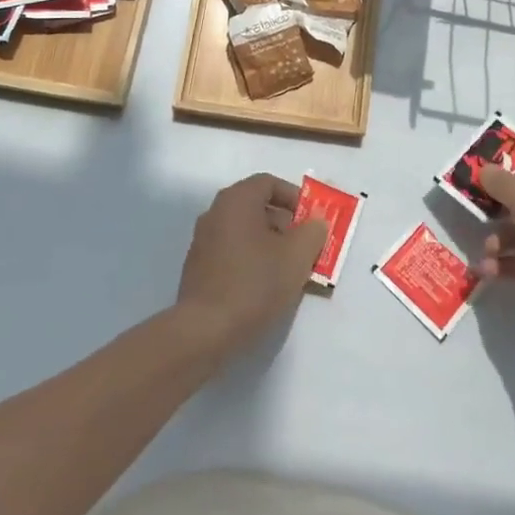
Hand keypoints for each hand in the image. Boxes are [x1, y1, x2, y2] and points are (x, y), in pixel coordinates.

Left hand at [175, 174, 326, 356]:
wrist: (205, 331)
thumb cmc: (255, 283)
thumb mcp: (297, 256)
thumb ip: (313, 232)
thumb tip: (316, 222)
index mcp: (236, 200)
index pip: (269, 183)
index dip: (295, 198)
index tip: (311, 220)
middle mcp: (215, 213)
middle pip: (257, 207)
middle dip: (286, 225)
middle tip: (305, 249)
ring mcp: (203, 241)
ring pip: (245, 233)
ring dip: (270, 246)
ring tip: (290, 272)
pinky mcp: (198, 268)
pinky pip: (232, 253)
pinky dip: (252, 261)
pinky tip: (265, 288)